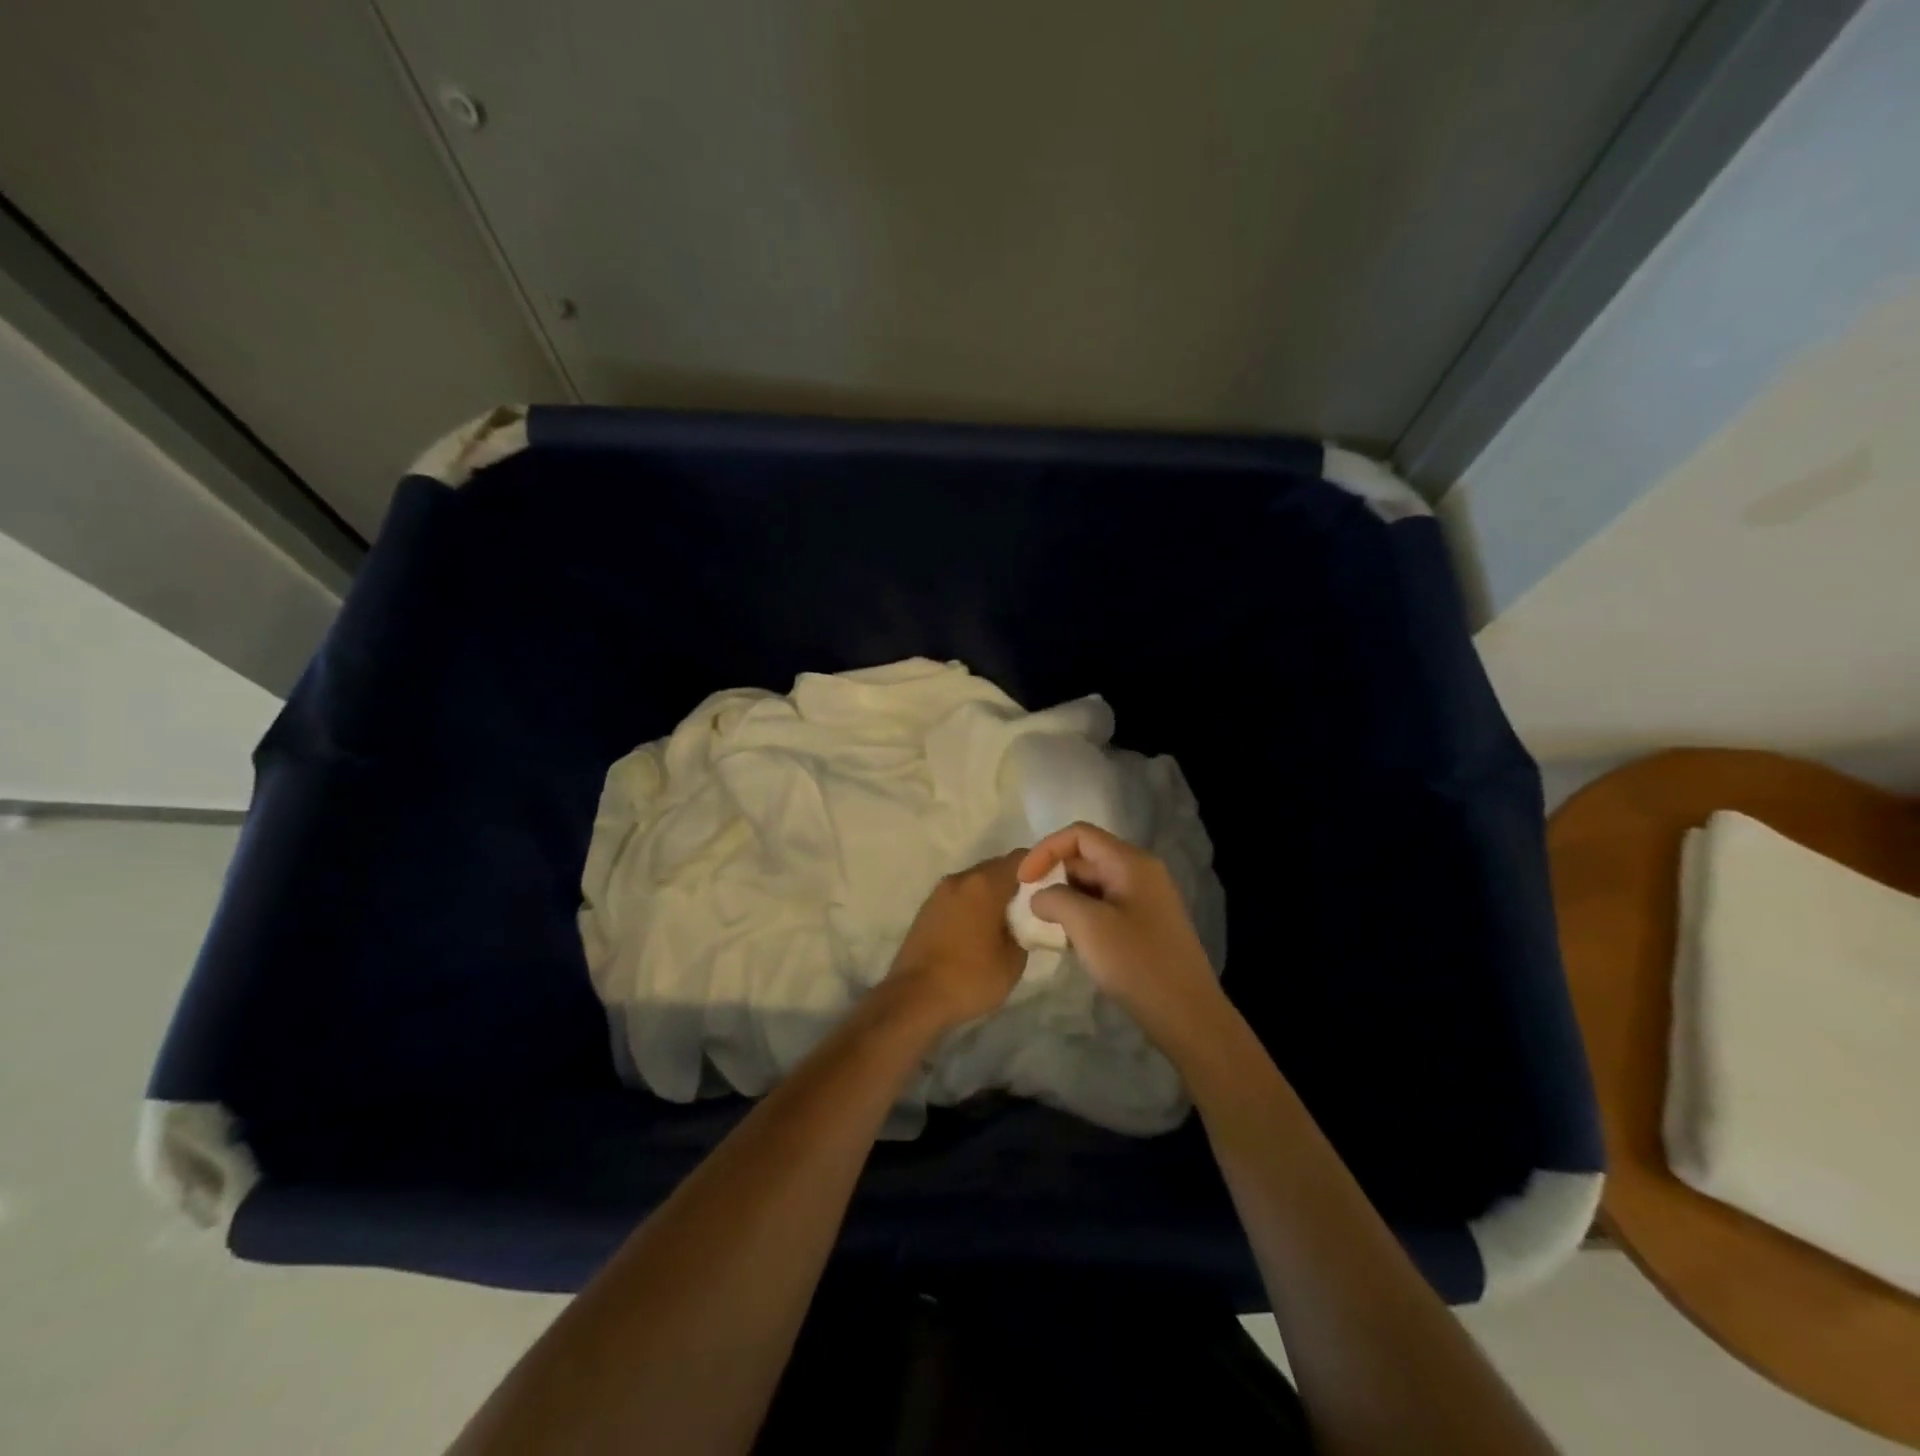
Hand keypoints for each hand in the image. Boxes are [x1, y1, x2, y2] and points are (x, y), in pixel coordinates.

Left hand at [884, 851, 1028, 1032]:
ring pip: (976, 882)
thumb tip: (1024, 922)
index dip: (1040, 869)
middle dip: (1017, 882)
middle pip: (997, 867)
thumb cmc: (970, 977)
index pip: (1021, 859)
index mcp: (984, 884)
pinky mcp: (927, 909)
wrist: (914, 998)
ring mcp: (939, 892)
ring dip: (994, 894)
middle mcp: (960, 878)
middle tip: (1035, 906)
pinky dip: (975, 904)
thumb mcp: (1013, 960)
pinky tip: (982, 929)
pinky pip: (960, 896)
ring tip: (1009, 920)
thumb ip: (1025, 930)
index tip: (1054, 887)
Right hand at [1019, 823, 1225, 1049]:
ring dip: (1065, 898)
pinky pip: (1104, 906)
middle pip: (1086, 857)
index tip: (1023, 881)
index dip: (1045, 850)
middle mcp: (1140, 872)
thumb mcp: (1088, 926)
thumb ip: (1056, 900)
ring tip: (1044, 924)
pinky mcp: (1144, 925)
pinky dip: (1081, 915)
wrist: (1187, 1015)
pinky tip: (1068, 940)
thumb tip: (1040, 897)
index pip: (1079, 835)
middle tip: (1029, 905)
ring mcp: (1145, 899)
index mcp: (1131, 862)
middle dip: (1053, 875)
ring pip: (1093, 883)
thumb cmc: (1137, 964)